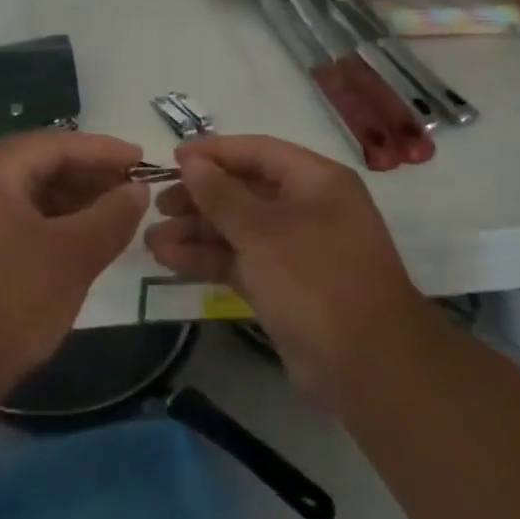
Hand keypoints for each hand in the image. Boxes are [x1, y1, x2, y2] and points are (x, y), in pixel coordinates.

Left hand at [0, 130, 146, 389]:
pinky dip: (50, 222)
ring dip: (72, 201)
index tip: (143, 161)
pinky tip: (79, 239)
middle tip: (133, 190)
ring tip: (114, 215)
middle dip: (89, 176)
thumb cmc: (10, 299)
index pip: (57, 144)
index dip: (104, 152)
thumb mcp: (73, 255)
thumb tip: (136, 191)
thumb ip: (112, 216)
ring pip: (28, 193)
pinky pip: (14, 218)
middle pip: (40, 164)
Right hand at [143, 135, 425, 393]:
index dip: (214, 153)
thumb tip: (191, 161)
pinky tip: (168, 260)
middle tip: (158, 206)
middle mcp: (306, 208)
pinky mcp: (281, 285)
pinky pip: (238, 260)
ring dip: (195, 232)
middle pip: (243, 190)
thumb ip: (221, 194)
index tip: (171, 160)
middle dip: (198, 197)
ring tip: (151, 240)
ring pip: (236, 229)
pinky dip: (206, 258)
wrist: (367, 367)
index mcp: (315, 182)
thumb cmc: (316, 280)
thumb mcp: (263, 231)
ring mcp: (293, 249)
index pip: (258, 152)